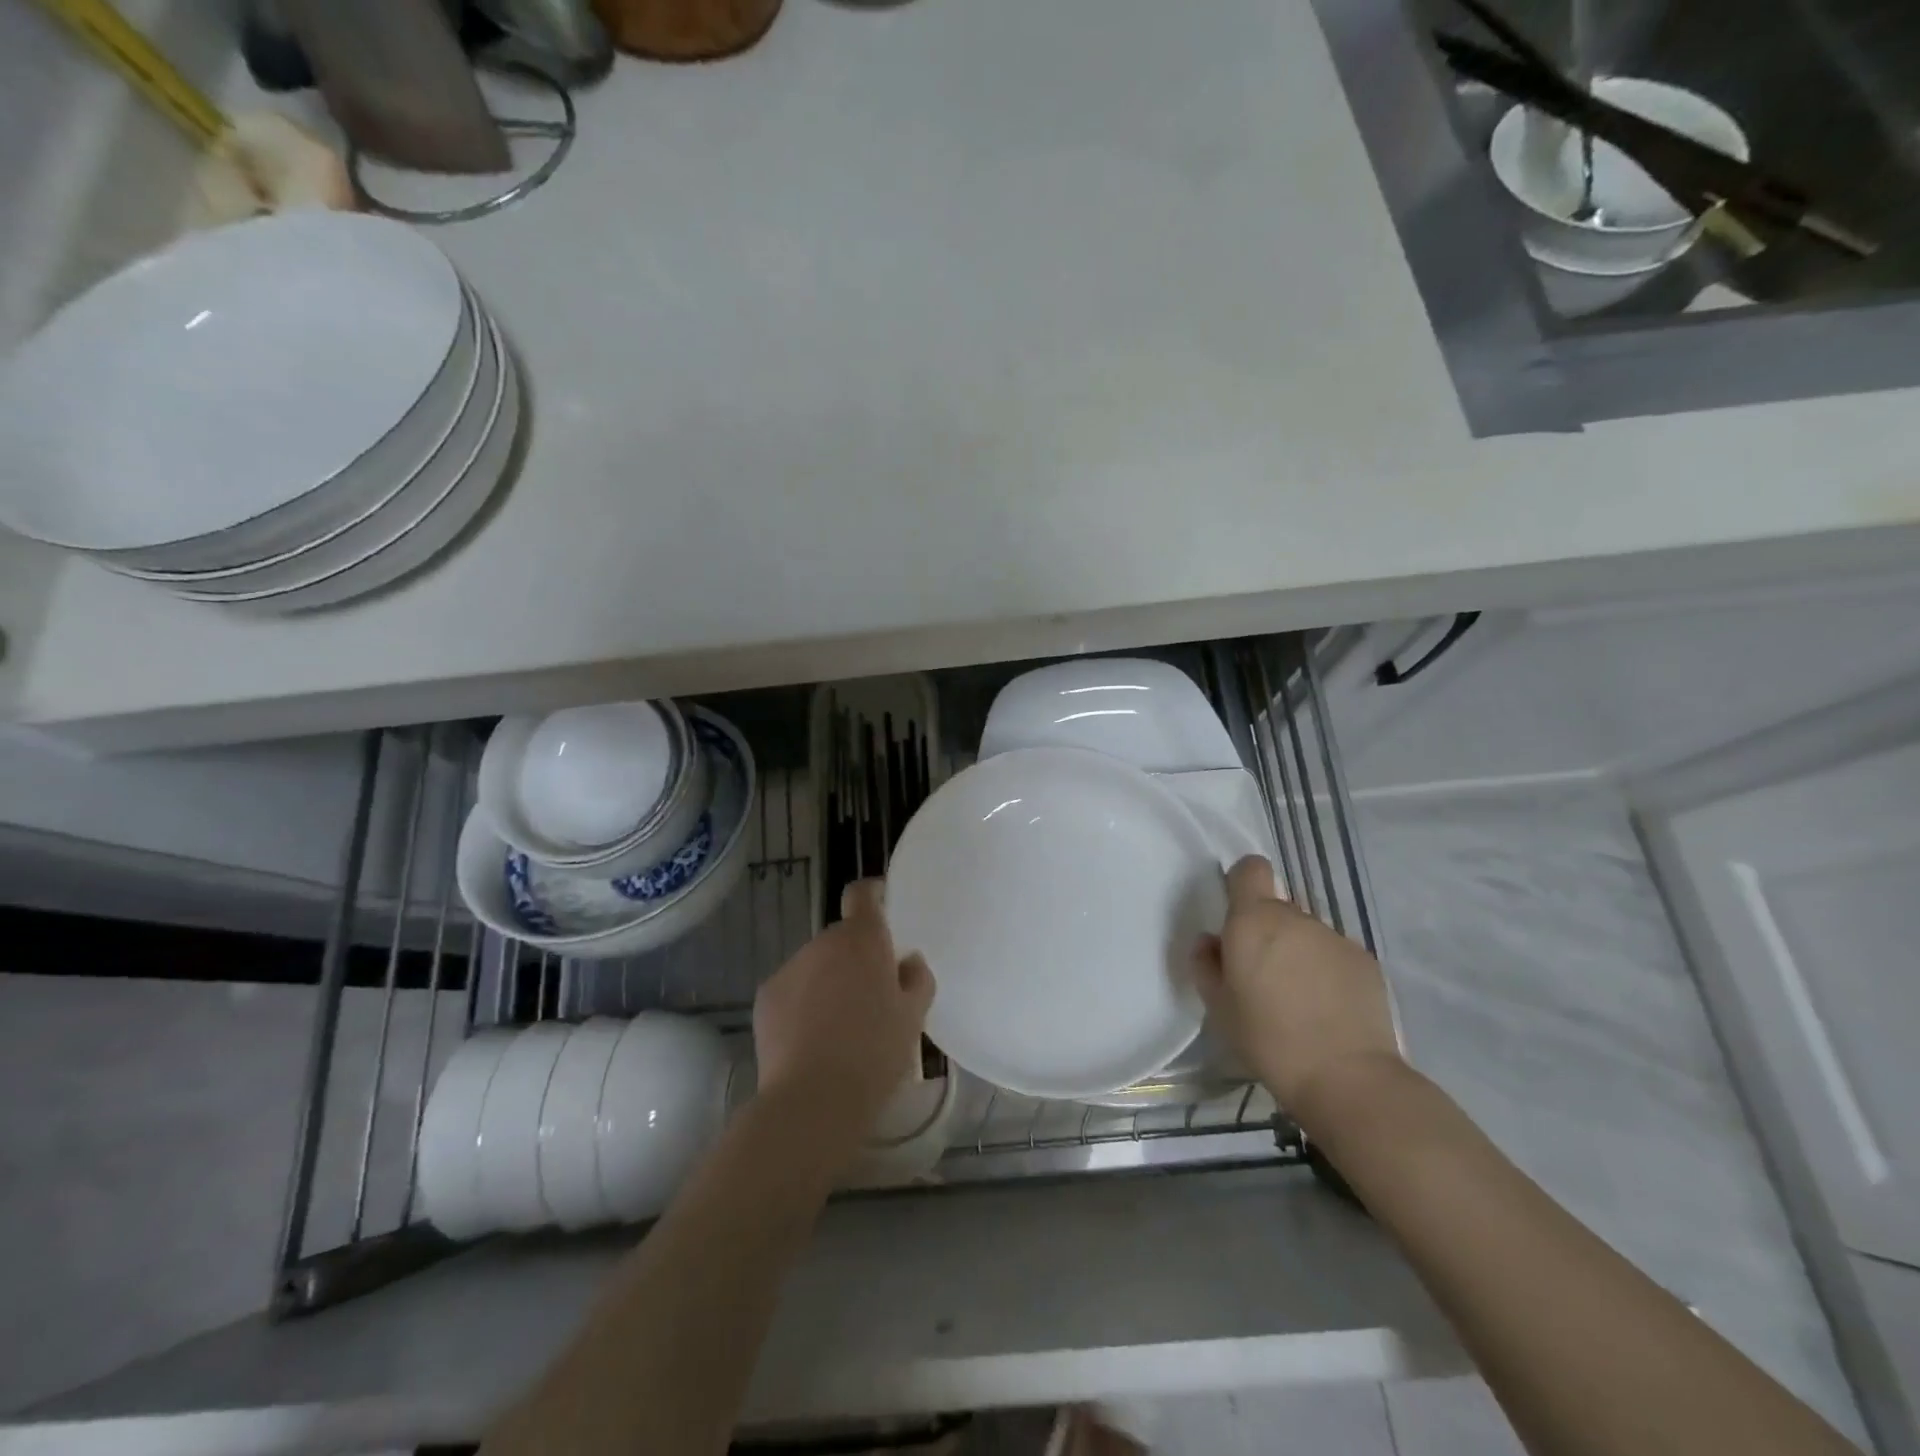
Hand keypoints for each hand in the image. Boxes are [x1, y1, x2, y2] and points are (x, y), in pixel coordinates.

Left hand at [751, 879, 934, 1152]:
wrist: (814, 1099)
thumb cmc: (875, 1053)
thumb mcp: (913, 1017)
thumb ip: (917, 979)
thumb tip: (907, 962)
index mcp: (862, 940)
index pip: (861, 895)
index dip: (872, 895)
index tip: (882, 908)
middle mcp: (823, 943)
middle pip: (842, 938)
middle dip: (855, 957)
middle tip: (870, 995)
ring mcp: (790, 968)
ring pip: (816, 965)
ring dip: (828, 981)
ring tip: (839, 1026)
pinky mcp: (766, 996)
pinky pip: (793, 989)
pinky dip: (802, 1003)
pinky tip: (811, 1040)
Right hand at [1192, 856, 1399, 1127]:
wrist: (1346, 1078)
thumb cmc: (1268, 1039)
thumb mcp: (1218, 1007)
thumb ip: (1206, 964)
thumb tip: (1210, 942)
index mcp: (1254, 921)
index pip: (1251, 869)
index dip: (1242, 883)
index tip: (1237, 915)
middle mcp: (1296, 918)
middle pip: (1277, 907)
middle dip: (1268, 931)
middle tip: (1263, 976)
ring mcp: (1335, 937)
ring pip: (1306, 932)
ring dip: (1298, 952)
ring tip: (1298, 999)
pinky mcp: (1365, 961)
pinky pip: (1334, 954)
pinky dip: (1327, 971)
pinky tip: (1327, 1010)